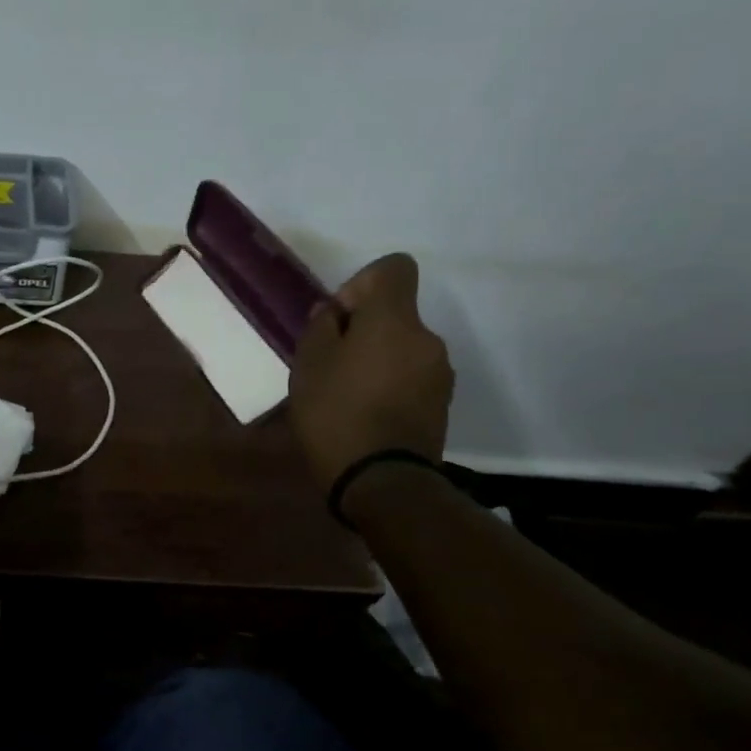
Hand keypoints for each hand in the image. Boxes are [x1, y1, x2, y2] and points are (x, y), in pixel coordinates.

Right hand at [289, 252, 453, 505]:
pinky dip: (390, 383)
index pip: (395, 268)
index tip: (339, 317)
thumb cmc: (336, 414)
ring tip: (346, 393)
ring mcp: (440, 373)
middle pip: (396, 313)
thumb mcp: (308, 366)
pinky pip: (412, 376)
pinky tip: (365, 412)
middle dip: (364, 329)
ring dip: (377, 358)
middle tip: (331, 363)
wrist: (382, 482)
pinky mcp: (442, 404)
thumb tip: (334, 312)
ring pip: (403, 347)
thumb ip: (321, 328)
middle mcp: (427, 338)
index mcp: (395, 320)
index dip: (363, 282)